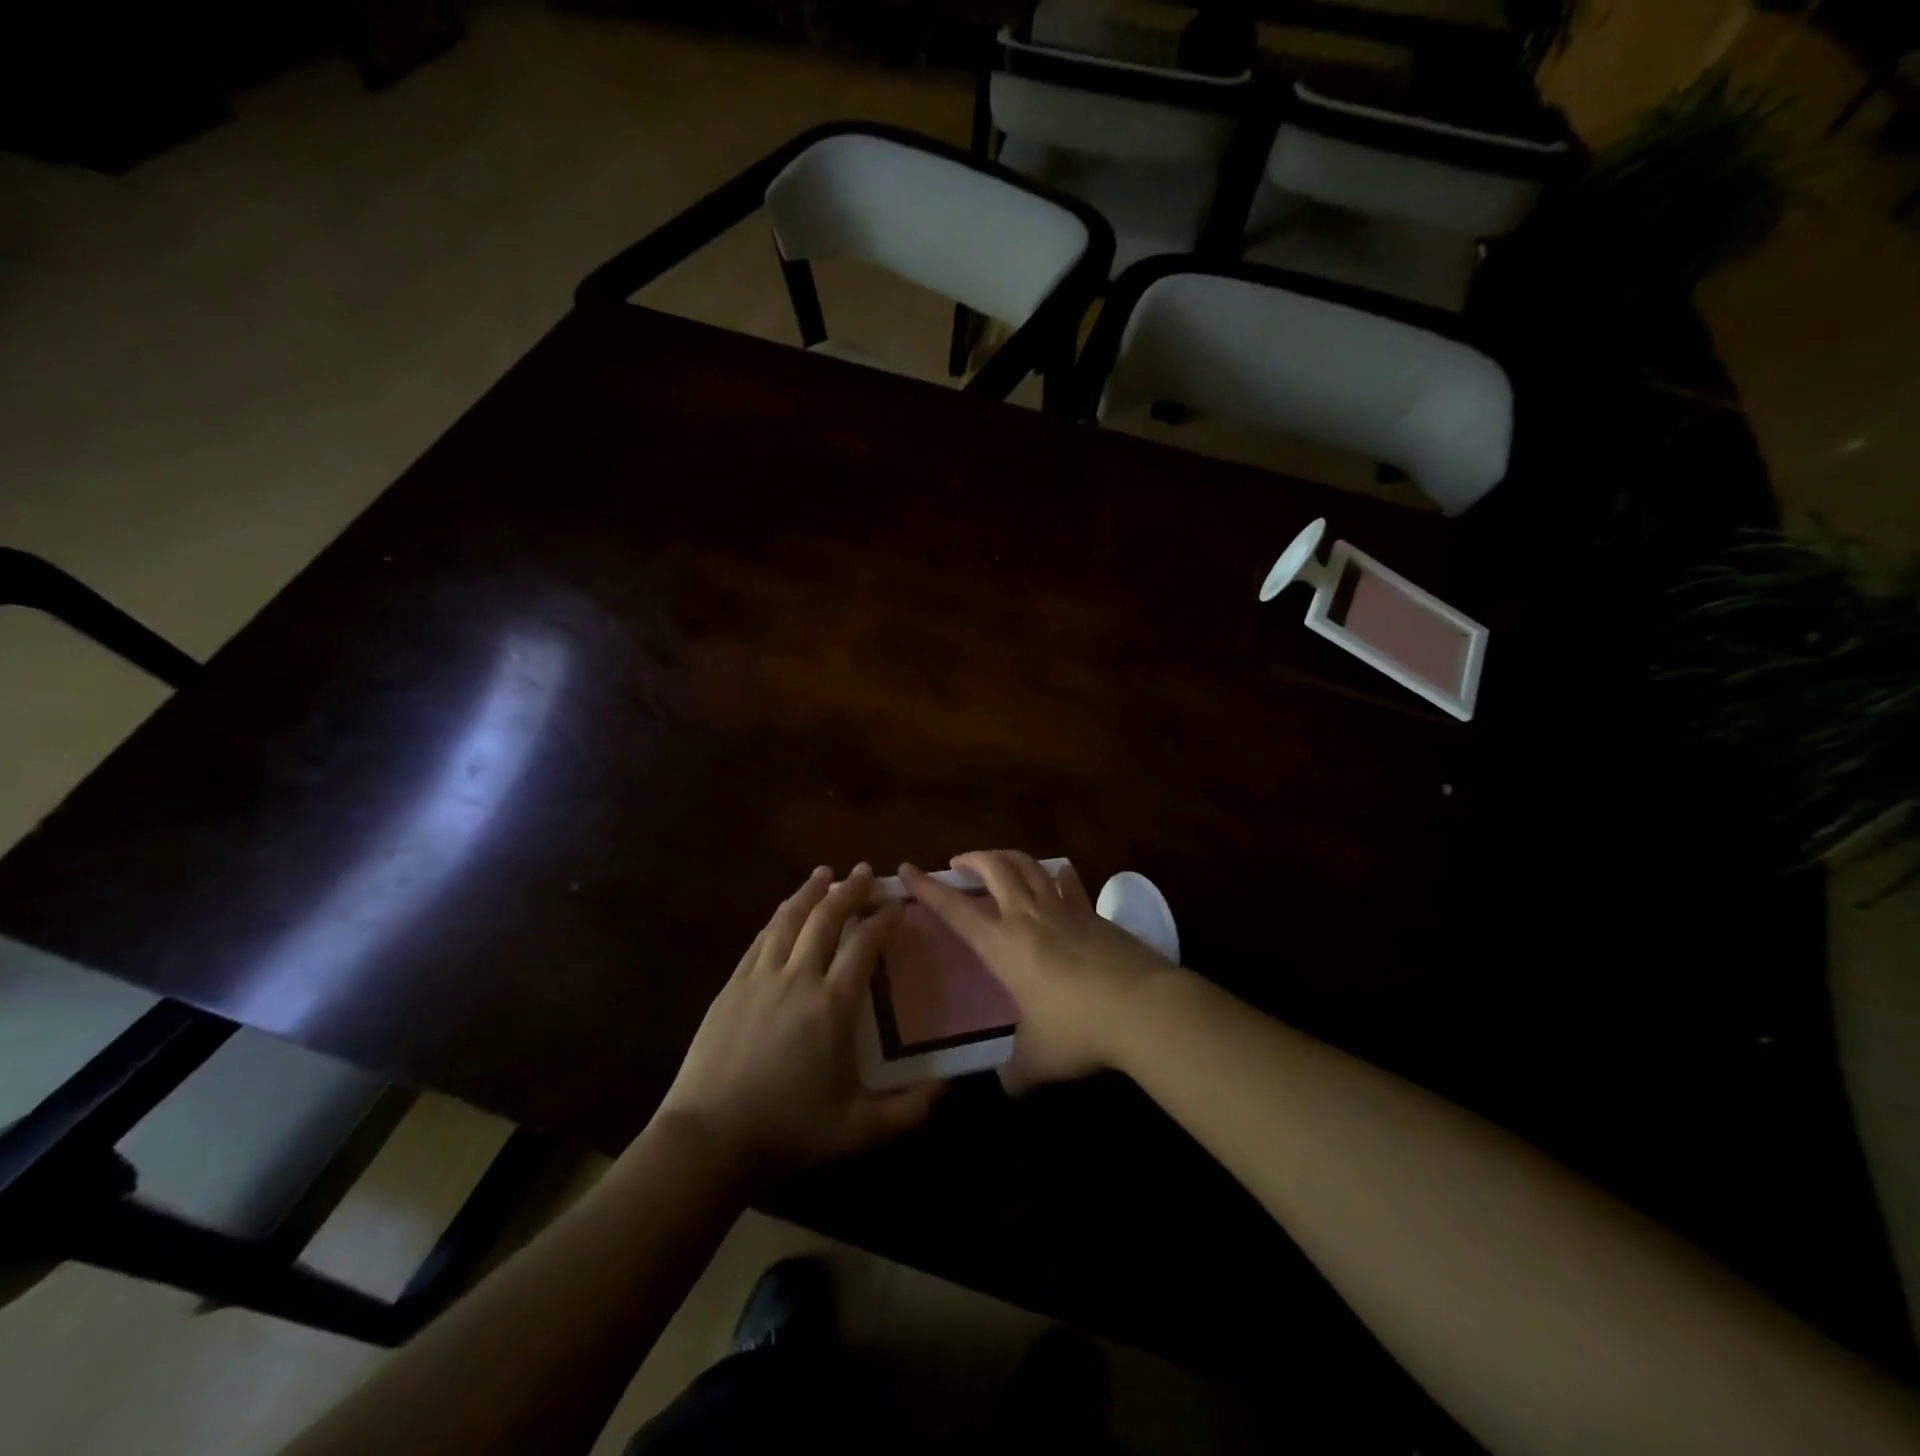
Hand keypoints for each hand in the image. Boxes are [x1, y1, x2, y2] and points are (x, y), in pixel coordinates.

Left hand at [656, 864, 940, 1183]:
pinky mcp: (732, 987)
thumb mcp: (857, 1130)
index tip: (897, 904)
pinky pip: (761, 939)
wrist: (708, 1139)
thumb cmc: (787, 1131)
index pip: (864, 945)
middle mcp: (798, 978)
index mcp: (832, 1005)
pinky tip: (785, 911)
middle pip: (826, 918)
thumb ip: (907, 1111)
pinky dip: (779, 917)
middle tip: (865, 871)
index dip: (883, 919)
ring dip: (810, 891)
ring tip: (825, 873)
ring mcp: (760, 978)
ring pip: (789, 919)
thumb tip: (947, 1090)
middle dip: (849, 890)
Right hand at [901, 851, 1177, 1094]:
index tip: (906, 869)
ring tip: (999, 863)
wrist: (1143, 1007)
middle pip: (994, 867)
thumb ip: (1016, 1072)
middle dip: (971, 859)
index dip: (927, 888)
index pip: (955, 909)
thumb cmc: (1078, 1030)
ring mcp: (1065, 909)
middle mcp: (1028, 916)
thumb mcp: (1038, 1060)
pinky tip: (1056, 877)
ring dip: (1008, 857)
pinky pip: (1067, 883)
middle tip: (958, 863)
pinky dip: (1054, 875)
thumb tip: (1009, 1085)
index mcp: (1003, 944)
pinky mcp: (1095, 913)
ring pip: (1029, 865)